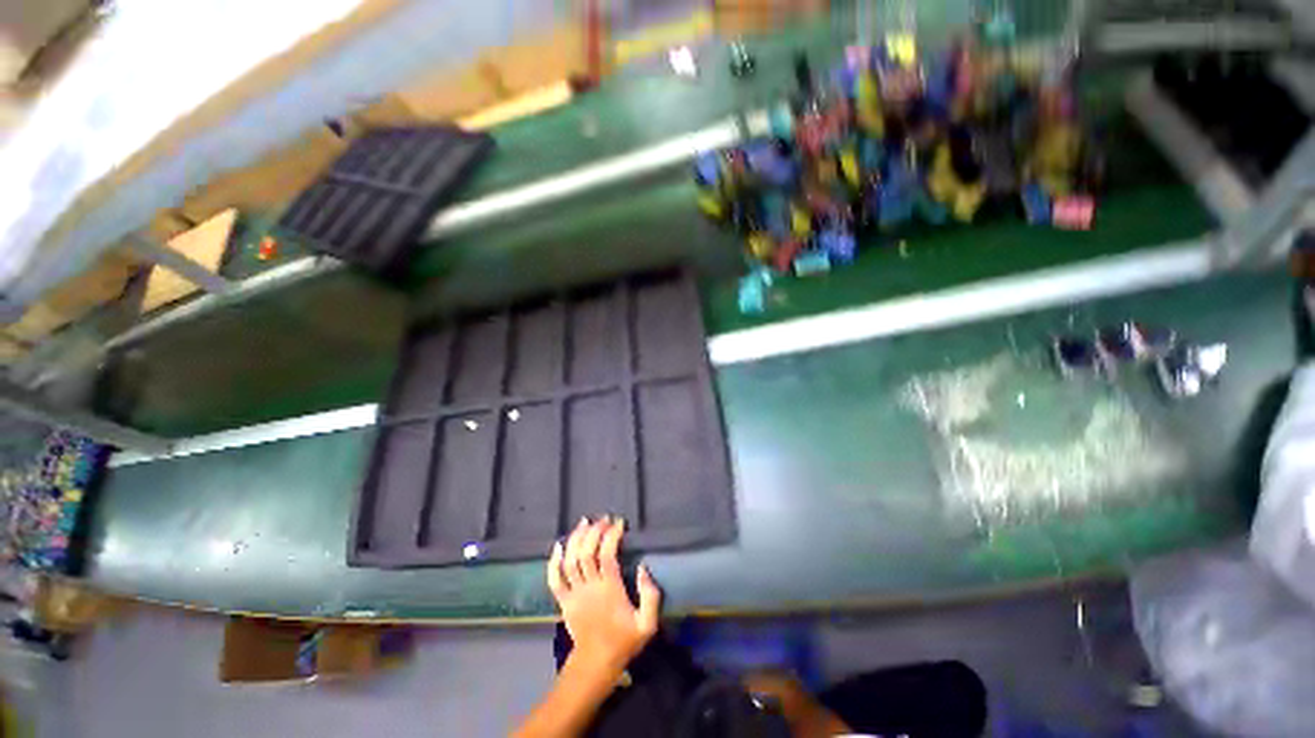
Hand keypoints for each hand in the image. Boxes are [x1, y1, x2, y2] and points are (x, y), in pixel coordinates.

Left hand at [547, 517, 661, 672]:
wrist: (596, 664)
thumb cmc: (623, 640)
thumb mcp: (647, 624)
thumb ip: (650, 595)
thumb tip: (644, 568)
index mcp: (610, 589)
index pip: (607, 554)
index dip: (611, 535)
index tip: (619, 523)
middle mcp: (590, 587)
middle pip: (586, 553)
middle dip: (594, 531)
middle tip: (603, 519)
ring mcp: (574, 594)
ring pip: (570, 561)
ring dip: (575, 539)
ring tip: (584, 523)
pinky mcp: (563, 601)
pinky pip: (554, 580)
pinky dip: (554, 562)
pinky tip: (558, 546)